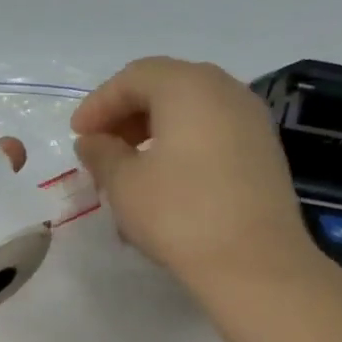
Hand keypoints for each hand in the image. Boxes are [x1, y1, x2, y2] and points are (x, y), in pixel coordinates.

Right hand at [72, 57, 313, 300]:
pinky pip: (212, 135)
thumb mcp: (125, 184)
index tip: (77, 136)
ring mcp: (251, 121)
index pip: (134, 77)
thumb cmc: (180, 215)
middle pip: (166, 88)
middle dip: (127, 117)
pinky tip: (165, 185)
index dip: (99, 104)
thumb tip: (93, 141)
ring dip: (153, 135)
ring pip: (191, 113)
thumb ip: (102, 154)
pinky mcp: (264, 152)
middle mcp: (225, 90)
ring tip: (129, 172)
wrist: (255, 263)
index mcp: (188, 86)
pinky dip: (182, 148)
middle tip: (101, 151)